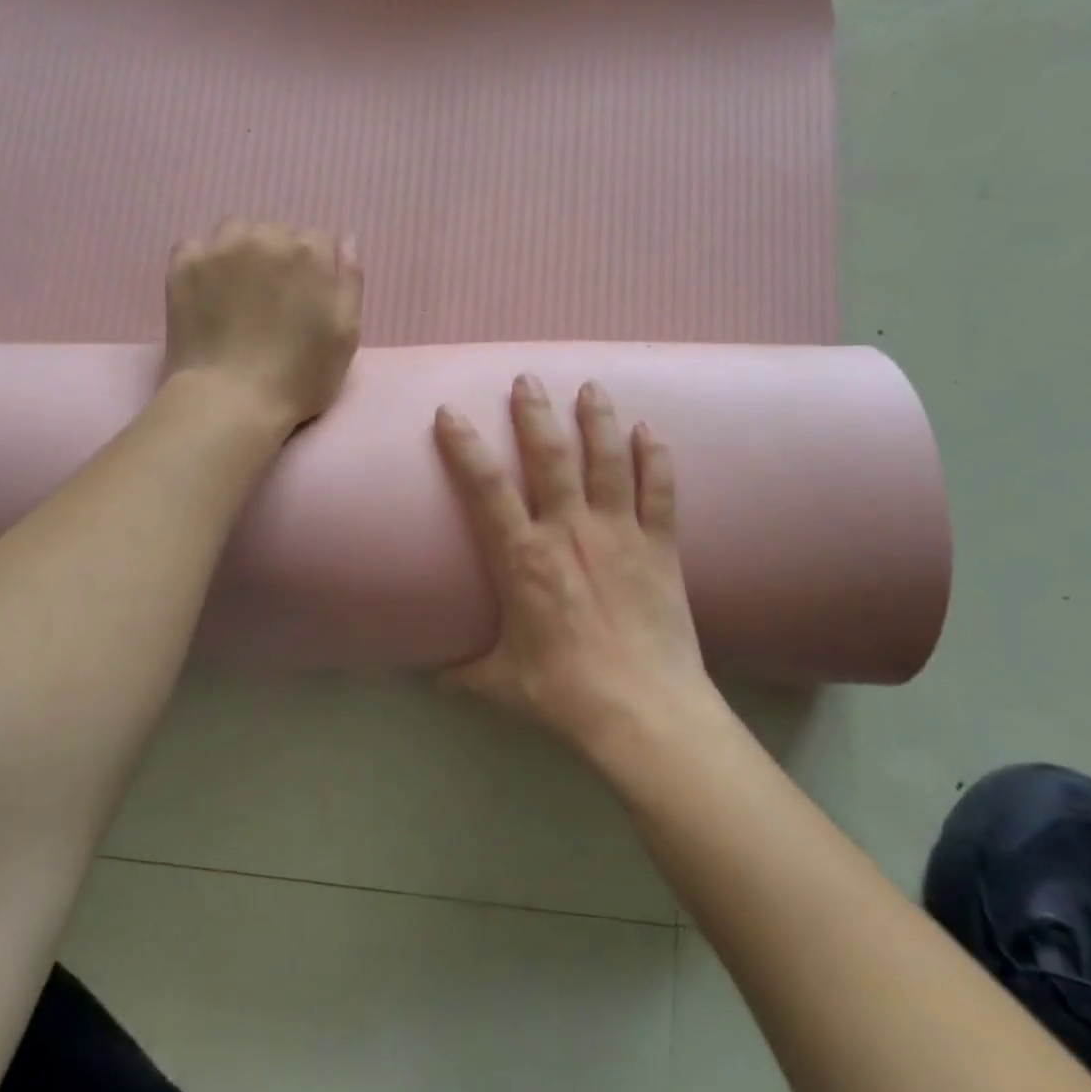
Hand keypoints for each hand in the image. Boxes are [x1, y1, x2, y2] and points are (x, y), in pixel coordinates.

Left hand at [163, 220, 363, 433]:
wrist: (230, 401)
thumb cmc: (299, 377)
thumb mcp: (346, 336)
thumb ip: (351, 281)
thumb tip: (345, 240)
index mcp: (310, 254)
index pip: (319, 242)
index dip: (315, 272)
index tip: (306, 302)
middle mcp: (266, 237)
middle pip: (278, 233)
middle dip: (279, 259)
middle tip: (272, 303)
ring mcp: (220, 248)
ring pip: (237, 232)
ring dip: (242, 254)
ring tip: (239, 295)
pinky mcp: (184, 263)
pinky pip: (198, 246)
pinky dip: (205, 264)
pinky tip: (209, 295)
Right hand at [434, 376, 719, 761]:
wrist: (645, 713)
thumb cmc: (564, 694)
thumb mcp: (498, 684)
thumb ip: (461, 673)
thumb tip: (430, 677)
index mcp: (523, 559)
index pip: (486, 489)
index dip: (464, 447)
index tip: (450, 413)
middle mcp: (570, 532)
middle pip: (550, 457)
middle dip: (535, 413)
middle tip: (527, 379)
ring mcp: (619, 534)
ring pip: (607, 461)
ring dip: (597, 420)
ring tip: (590, 387)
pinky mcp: (660, 547)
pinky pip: (659, 491)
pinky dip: (655, 458)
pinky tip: (650, 430)